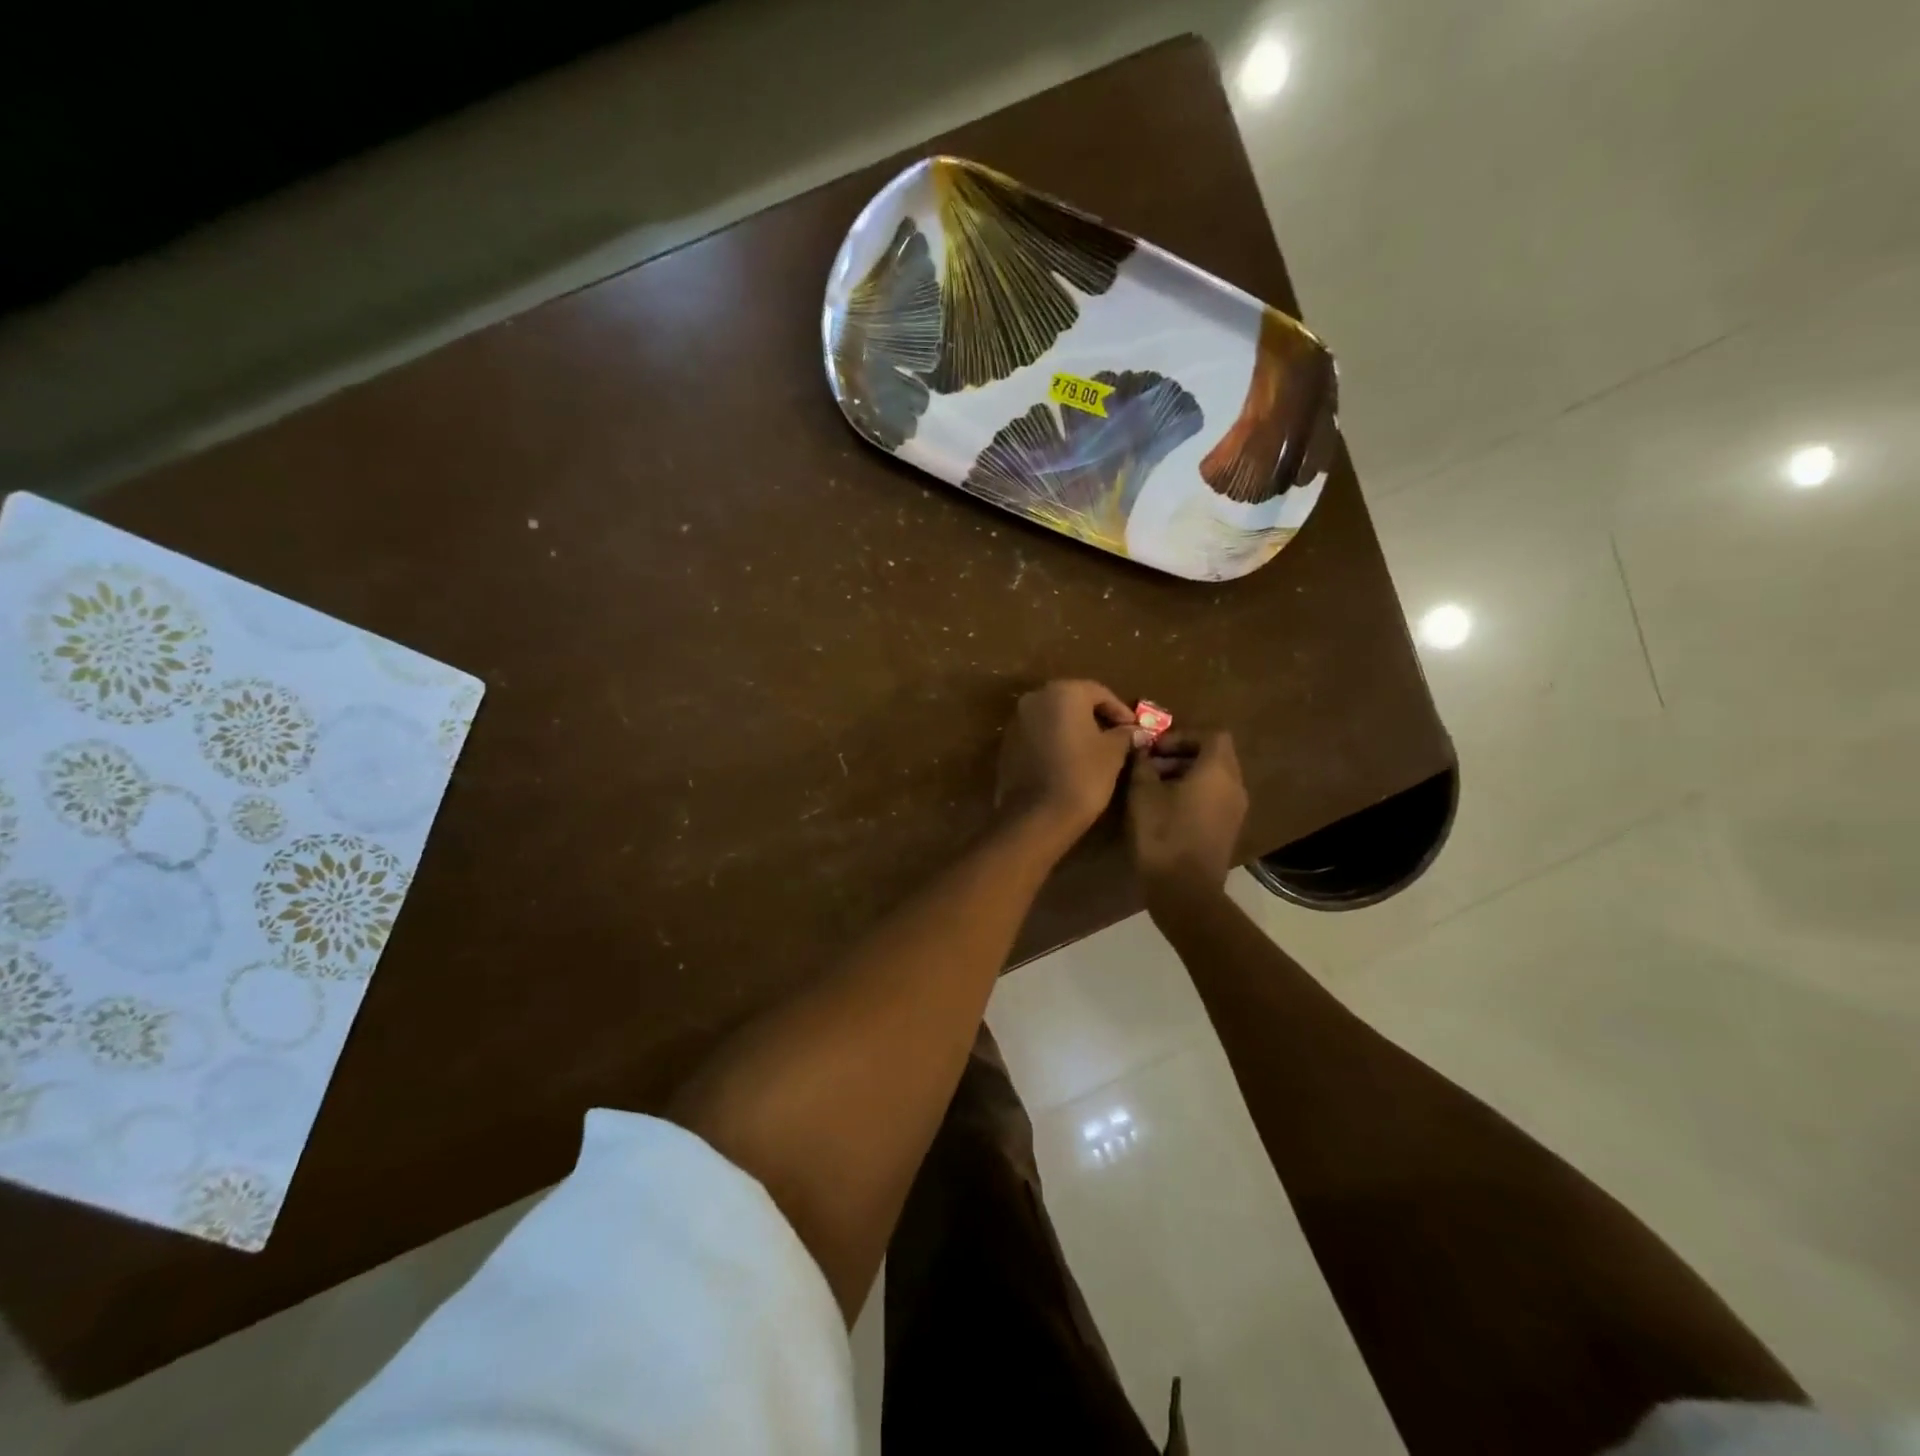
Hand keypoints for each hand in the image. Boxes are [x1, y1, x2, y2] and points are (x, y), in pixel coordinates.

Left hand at [995, 680, 1136, 841]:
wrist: (1036, 816)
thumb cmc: (1082, 776)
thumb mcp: (1112, 753)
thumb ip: (1124, 735)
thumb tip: (1134, 731)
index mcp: (1062, 692)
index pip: (1098, 692)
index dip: (1119, 710)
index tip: (1134, 729)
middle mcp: (1034, 699)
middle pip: (1072, 701)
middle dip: (1095, 716)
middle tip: (1115, 736)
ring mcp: (1016, 722)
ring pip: (1052, 718)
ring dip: (1072, 729)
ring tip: (1093, 750)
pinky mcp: (1006, 745)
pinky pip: (1037, 735)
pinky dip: (1054, 742)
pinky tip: (1068, 761)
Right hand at [1126, 731, 1248, 898]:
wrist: (1184, 890)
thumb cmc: (1163, 834)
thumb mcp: (1143, 793)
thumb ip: (1143, 764)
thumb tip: (1142, 749)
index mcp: (1218, 771)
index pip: (1212, 735)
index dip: (1183, 736)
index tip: (1156, 748)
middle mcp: (1234, 786)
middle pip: (1215, 755)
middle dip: (1182, 754)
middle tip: (1151, 765)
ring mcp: (1235, 810)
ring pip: (1215, 778)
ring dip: (1187, 774)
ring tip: (1154, 787)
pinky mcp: (1228, 829)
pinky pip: (1215, 798)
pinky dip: (1194, 793)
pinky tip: (1166, 808)